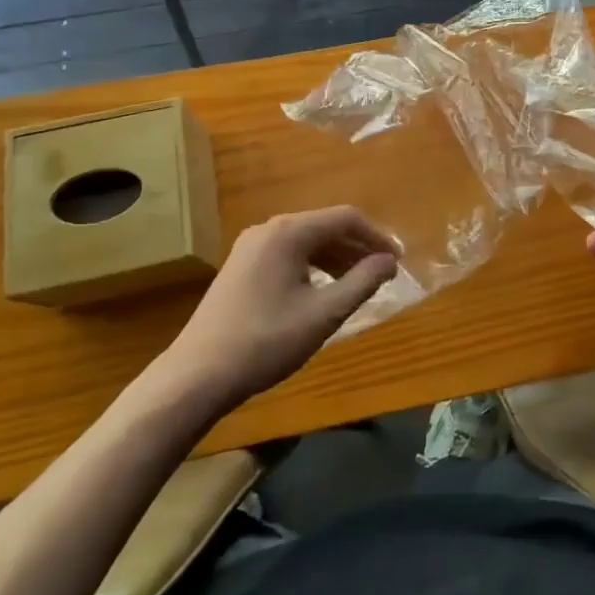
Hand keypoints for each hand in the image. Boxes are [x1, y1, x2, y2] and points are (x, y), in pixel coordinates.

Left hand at [144, 206, 398, 414]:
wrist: (197, 376)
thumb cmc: (266, 341)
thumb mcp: (323, 314)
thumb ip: (362, 282)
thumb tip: (389, 261)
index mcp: (289, 232)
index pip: (346, 218)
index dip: (377, 237)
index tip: (397, 261)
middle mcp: (269, 229)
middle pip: (325, 227)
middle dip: (357, 247)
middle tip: (383, 274)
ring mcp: (250, 247)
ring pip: (306, 242)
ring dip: (336, 258)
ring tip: (359, 283)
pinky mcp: (241, 267)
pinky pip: (288, 254)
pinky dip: (313, 267)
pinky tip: (323, 291)